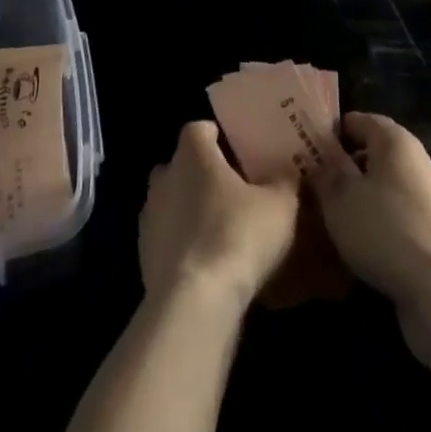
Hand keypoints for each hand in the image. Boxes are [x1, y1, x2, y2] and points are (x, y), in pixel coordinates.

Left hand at [140, 121, 299, 312]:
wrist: (194, 302)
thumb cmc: (238, 234)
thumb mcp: (280, 205)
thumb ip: (284, 181)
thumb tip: (286, 172)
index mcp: (192, 153)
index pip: (201, 129)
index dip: (219, 138)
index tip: (240, 153)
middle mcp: (164, 176)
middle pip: (183, 165)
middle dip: (204, 175)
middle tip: (235, 192)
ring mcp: (149, 218)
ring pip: (173, 203)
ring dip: (192, 212)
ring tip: (223, 231)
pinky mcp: (143, 257)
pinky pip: (168, 239)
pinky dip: (185, 246)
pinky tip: (209, 264)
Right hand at [313, 112, 430, 313]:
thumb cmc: (385, 228)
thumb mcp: (340, 198)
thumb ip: (327, 175)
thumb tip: (319, 158)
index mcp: (395, 141)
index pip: (361, 120)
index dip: (335, 130)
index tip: (309, 145)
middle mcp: (418, 162)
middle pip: (377, 154)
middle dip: (348, 166)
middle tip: (316, 182)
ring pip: (389, 188)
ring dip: (364, 198)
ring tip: (334, 216)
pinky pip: (401, 218)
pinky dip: (381, 224)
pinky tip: (362, 245)